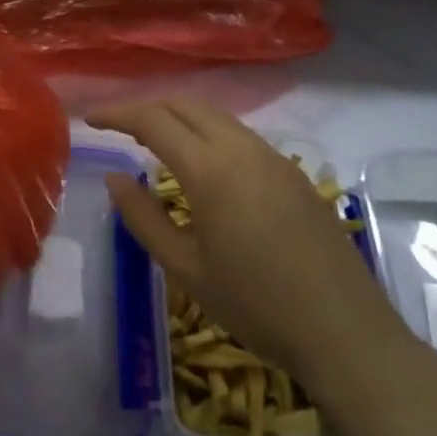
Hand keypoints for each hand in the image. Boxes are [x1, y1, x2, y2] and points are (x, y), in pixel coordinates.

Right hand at [94, 99, 396, 393]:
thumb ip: (144, 218)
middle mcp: (242, 148)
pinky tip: (202, 163)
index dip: (118, 113)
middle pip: (186, 103)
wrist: (345, 331)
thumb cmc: (256, 306)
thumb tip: (115, 178)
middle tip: (118, 126)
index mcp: (210, 170)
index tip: (91, 119)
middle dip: (147, 105)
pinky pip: (241, 135)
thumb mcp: (187, 269)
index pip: (153, 120)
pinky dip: (209, 132)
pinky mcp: (293, 171)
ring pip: (216, 116)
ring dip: (180, 116)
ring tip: (154, 139)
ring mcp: (273, 156)